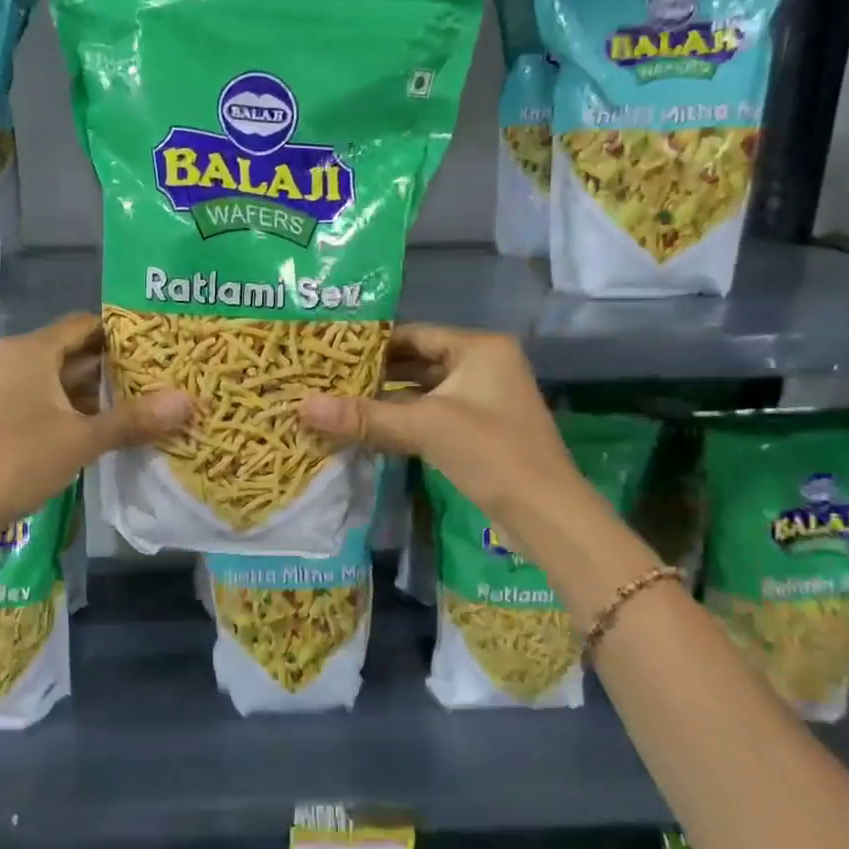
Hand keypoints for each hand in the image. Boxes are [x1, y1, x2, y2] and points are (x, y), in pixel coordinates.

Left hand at [0, 314, 191, 562]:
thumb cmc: (16, 463)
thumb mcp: (81, 440)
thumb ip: (134, 419)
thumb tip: (189, 400)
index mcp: (29, 350)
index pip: (85, 325)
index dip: (123, 334)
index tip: (159, 348)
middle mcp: (10, 359)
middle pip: (71, 351)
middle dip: (113, 368)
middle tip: (158, 379)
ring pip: (55, 379)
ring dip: (92, 392)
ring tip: (138, 404)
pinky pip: (39, 399)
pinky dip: (69, 409)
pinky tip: (98, 429)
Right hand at [298, 325, 580, 525]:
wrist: (547, 514)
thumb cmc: (491, 453)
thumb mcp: (424, 427)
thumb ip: (363, 416)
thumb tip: (302, 406)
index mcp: (479, 348)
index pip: (414, 334)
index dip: (371, 344)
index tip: (330, 353)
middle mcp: (484, 365)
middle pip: (418, 361)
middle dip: (375, 374)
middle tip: (327, 379)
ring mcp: (484, 400)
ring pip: (423, 391)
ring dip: (386, 400)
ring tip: (338, 402)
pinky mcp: (480, 430)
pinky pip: (432, 415)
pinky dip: (403, 420)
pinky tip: (368, 429)